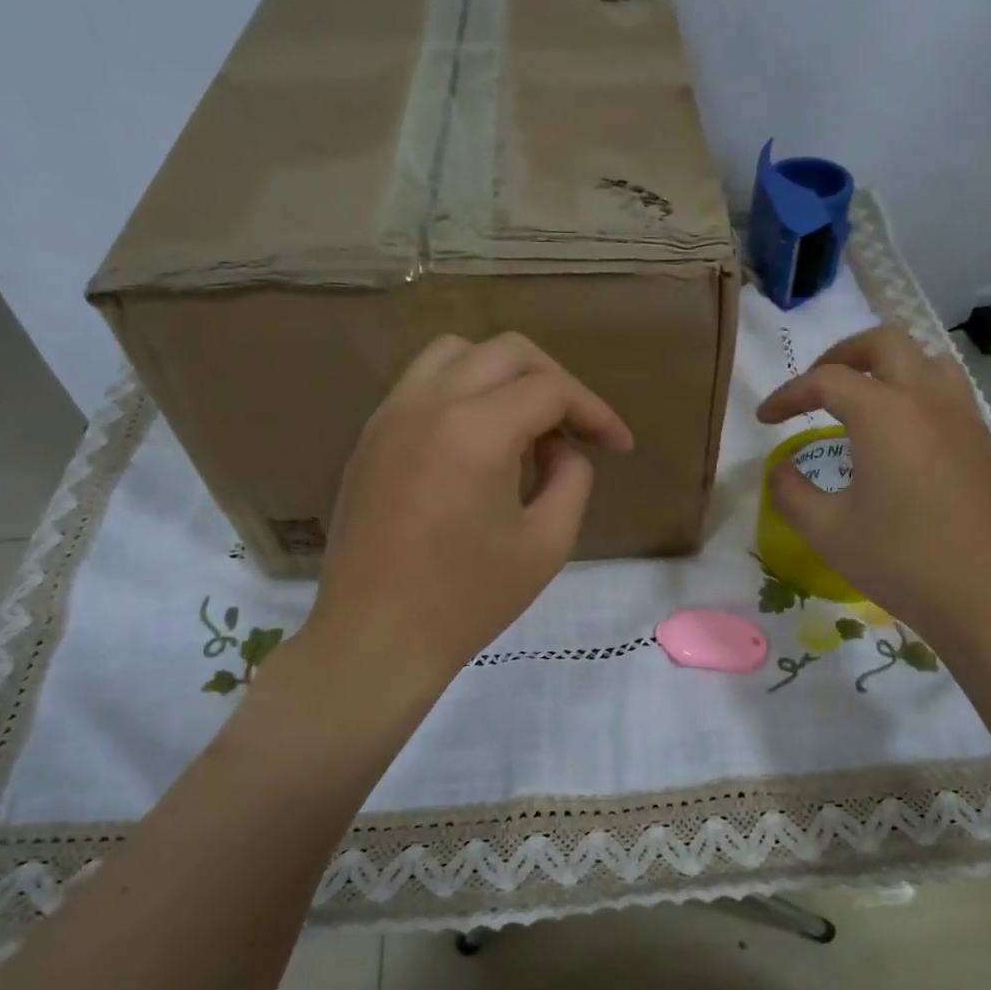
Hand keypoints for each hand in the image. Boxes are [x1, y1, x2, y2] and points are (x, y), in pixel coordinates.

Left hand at [306, 332, 633, 679]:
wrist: (377, 637)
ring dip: (504, 375)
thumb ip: (572, 479)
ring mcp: (390, 415)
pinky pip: (423, 384)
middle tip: (578, 429)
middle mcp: (428, 403)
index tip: (619, 446)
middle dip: (555, 382)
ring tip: (526, 425)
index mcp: (476, 430)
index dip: (595, 412)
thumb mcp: (547, 544)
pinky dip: (463, 391)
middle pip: (507, 352)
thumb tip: (562, 448)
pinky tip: (479, 440)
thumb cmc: (468, 600)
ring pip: (456, 353)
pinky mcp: (370, 436)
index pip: (551, 389)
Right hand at [756, 325, 990, 671]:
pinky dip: (914, 393)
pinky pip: (948, 393)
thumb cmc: (902, 563)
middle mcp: (928, 399)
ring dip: (886, 366)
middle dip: (840, 355)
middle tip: (814, 386)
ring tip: (861, 399)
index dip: (788, 394)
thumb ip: (791, 493)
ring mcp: (965, 418)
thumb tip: (779, 470)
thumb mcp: (828, 532)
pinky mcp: (984, 443)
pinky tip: (901, 438)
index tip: (764, 419)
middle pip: (883, 343)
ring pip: (925, 359)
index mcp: (885, 414)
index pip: (827, 380)